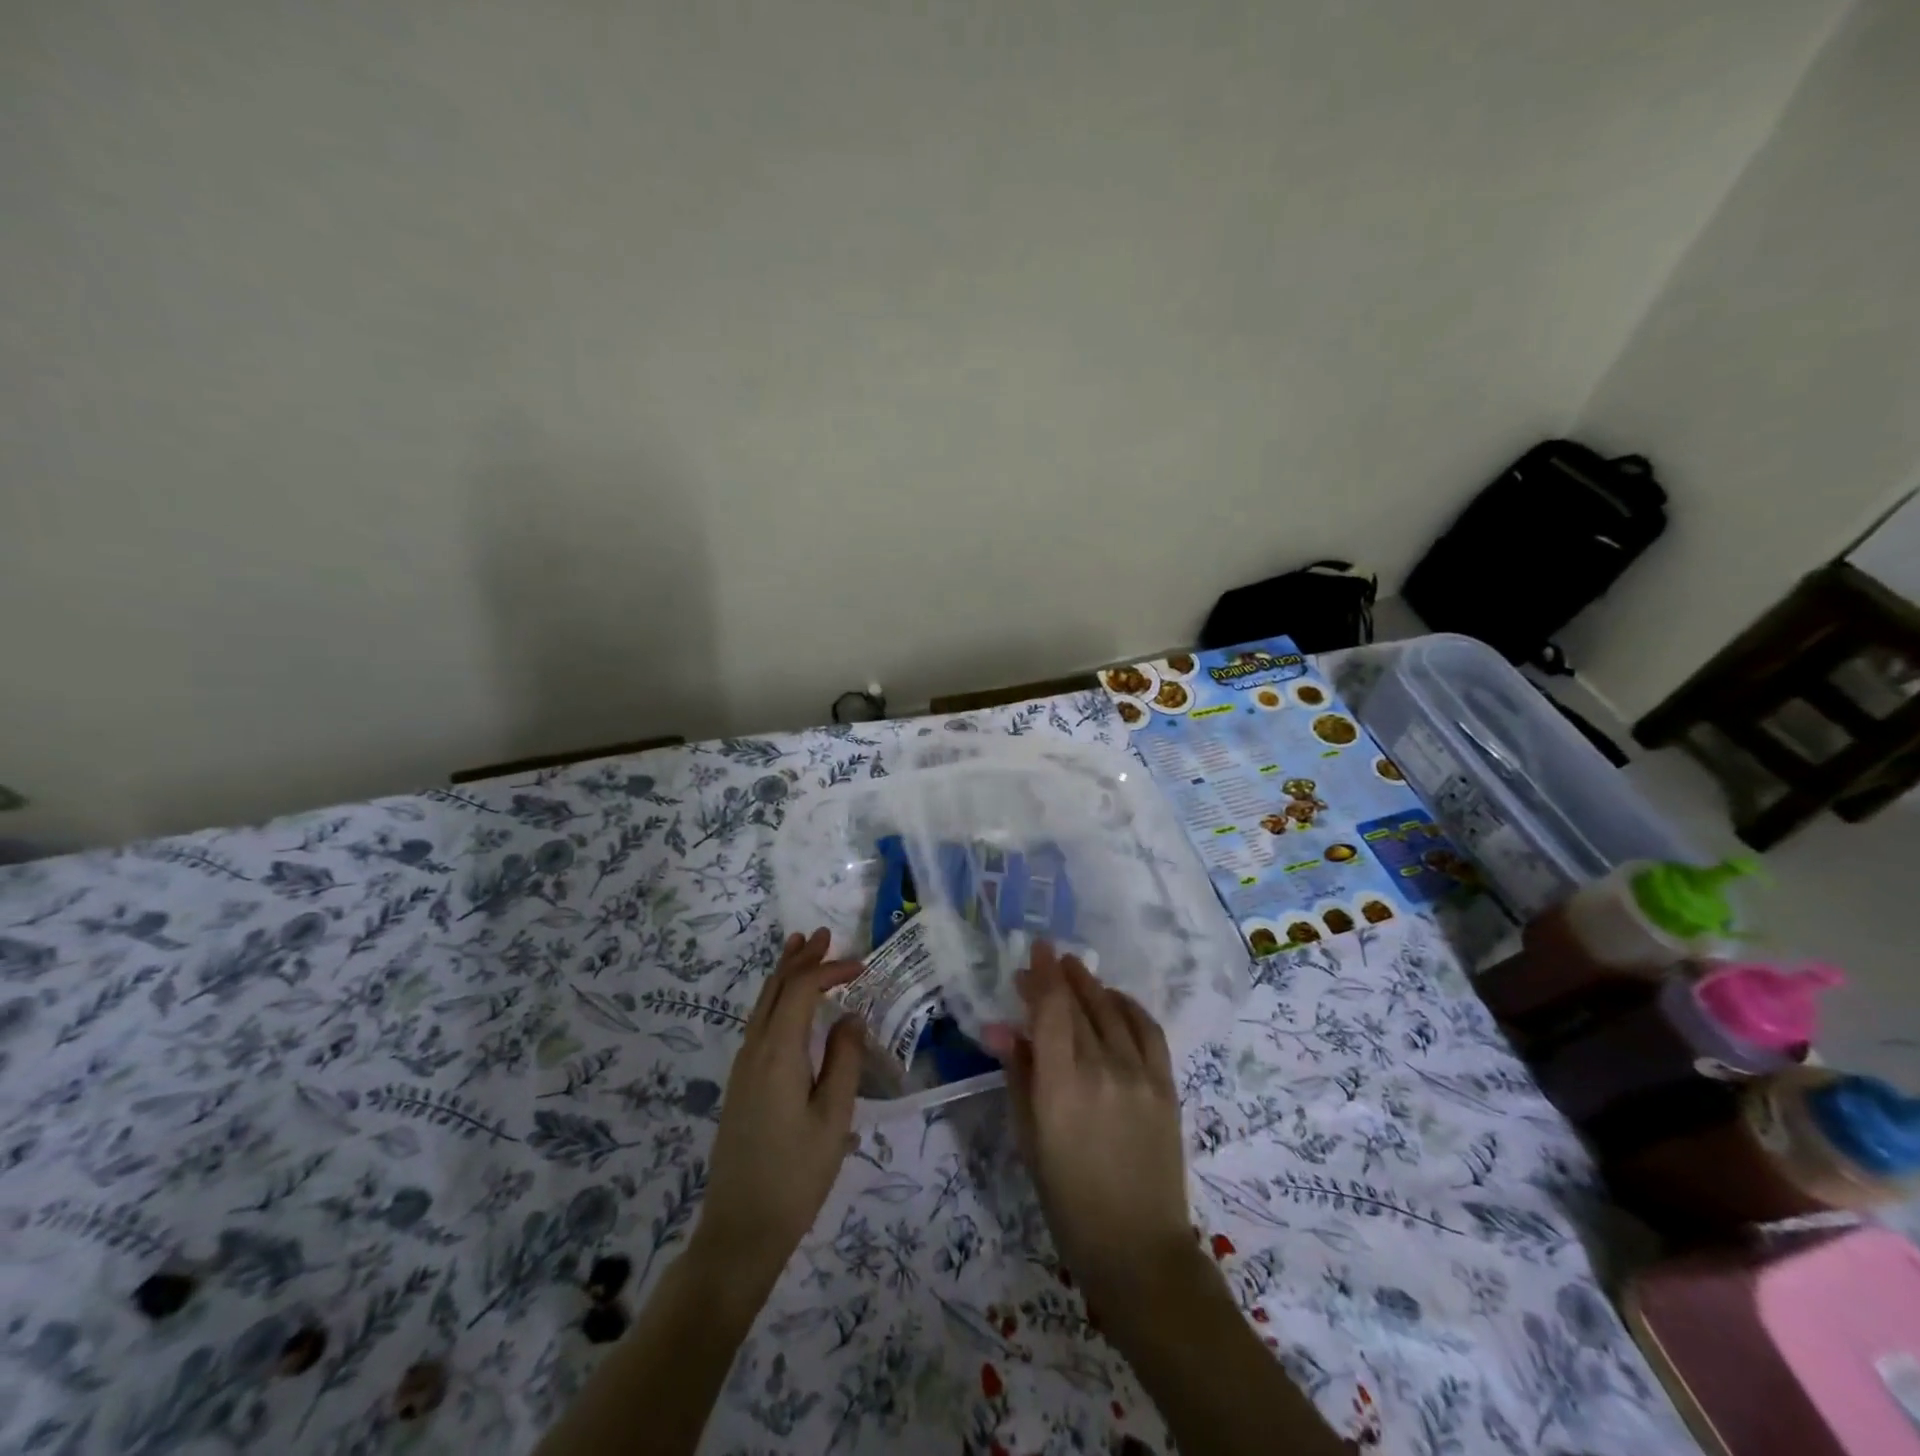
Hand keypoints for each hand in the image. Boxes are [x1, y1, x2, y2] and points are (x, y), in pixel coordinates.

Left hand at [692, 928, 864, 1297]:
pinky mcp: (742, 1084)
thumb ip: (844, 1062)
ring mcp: (743, 1068)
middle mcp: (754, 1051)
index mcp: (777, 1054)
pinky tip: (788, 1004)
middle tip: (823, 934)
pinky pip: (759, 1023)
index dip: (829, 969)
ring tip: (801, 949)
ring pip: (762, 1004)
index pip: (801, 991)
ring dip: (784, 974)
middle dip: (799, 958)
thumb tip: (851, 1017)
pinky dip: (775, 999)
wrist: (739, 1232)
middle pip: (774, 989)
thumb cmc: (795, 1177)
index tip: (862, 966)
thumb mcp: (833, 1119)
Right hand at [993, 942, 1204, 1331]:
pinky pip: (1148, 1029)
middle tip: (1046, 961)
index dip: (1042, 974)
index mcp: (1061, 1085)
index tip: (1035, 949)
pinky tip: (1115, 999)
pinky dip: (1129, 1006)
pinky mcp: (1165, 1084)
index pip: (1051, 1009)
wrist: (1137, 1246)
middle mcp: (1101, 1069)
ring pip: (1112, 1011)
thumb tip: (999, 1028)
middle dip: (1060, 976)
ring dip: (1092, 985)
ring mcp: (1139, 1074)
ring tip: (1076, 970)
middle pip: (1080, 1004)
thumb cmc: (1067, 1199)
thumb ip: (1018, 1074)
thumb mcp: (1029, 1138)